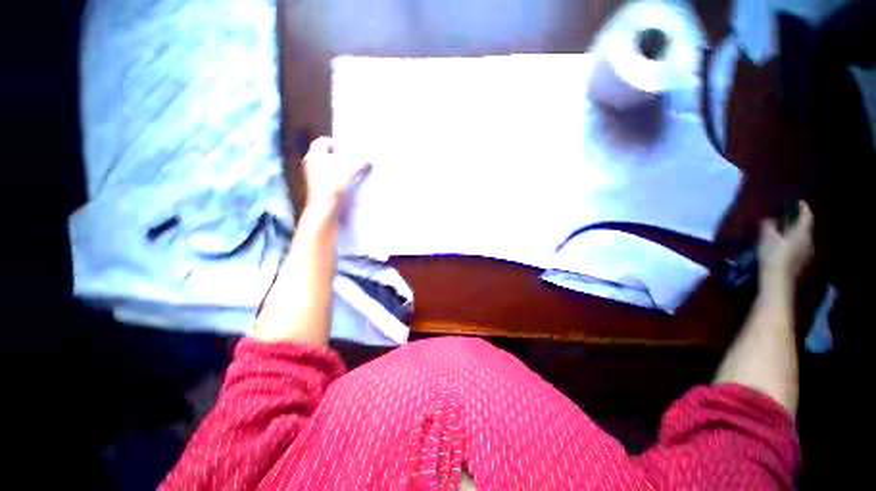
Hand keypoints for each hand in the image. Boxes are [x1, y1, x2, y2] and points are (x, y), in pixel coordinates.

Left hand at [302, 136, 371, 218]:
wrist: (324, 208)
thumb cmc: (334, 185)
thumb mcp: (351, 172)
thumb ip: (361, 164)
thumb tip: (370, 160)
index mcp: (315, 155)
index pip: (322, 142)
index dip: (334, 143)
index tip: (345, 149)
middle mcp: (310, 163)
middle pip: (324, 154)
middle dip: (336, 156)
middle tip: (350, 160)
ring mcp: (311, 176)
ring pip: (324, 167)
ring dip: (336, 168)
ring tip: (349, 173)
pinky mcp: (316, 187)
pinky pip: (325, 178)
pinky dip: (334, 178)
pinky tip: (345, 184)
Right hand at [758, 201, 813, 293]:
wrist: (777, 280)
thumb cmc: (773, 255)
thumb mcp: (767, 237)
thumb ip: (769, 226)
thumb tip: (770, 218)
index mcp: (803, 232)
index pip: (807, 215)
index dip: (803, 207)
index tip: (796, 202)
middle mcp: (809, 240)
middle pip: (805, 227)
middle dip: (797, 222)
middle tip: (786, 218)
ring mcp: (807, 253)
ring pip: (802, 238)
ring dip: (794, 233)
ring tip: (783, 233)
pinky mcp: (802, 262)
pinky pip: (799, 248)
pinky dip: (793, 244)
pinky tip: (783, 247)